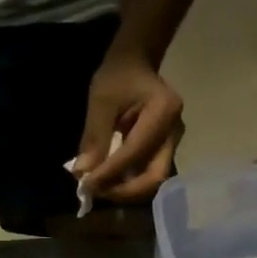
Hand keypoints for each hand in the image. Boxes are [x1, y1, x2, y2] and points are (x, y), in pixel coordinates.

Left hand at [74, 49, 183, 204]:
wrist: (136, 65)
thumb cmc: (119, 76)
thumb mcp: (101, 100)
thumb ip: (94, 137)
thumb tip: (82, 173)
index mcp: (163, 111)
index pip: (135, 152)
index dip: (110, 173)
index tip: (86, 185)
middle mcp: (174, 132)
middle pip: (154, 177)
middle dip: (123, 191)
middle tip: (96, 191)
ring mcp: (172, 144)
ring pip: (152, 181)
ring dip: (125, 191)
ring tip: (100, 188)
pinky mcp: (164, 152)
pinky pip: (147, 176)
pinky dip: (127, 185)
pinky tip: (108, 182)